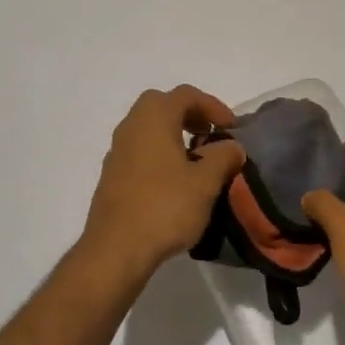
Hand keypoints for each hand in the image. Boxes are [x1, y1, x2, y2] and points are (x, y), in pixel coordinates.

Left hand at [79, 85, 245, 277]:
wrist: (115, 250)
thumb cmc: (164, 208)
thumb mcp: (205, 183)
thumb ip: (223, 157)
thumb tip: (232, 146)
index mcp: (153, 118)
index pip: (185, 94)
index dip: (213, 106)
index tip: (232, 128)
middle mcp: (131, 127)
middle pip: (162, 105)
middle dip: (190, 115)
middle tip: (211, 135)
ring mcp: (117, 152)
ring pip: (148, 129)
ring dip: (174, 135)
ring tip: (197, 160)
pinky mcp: (112, 176)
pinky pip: (140, 151)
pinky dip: (160, 154)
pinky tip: (175, 182)